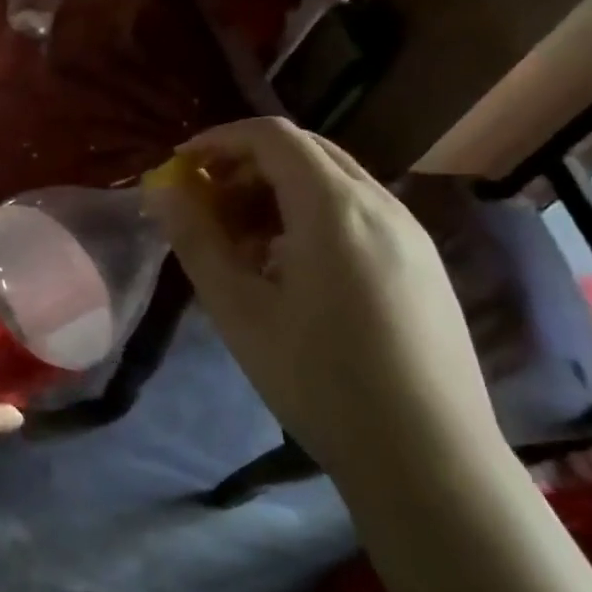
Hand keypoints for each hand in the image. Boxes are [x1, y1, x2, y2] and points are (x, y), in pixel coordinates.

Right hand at [148, 118, 497, 472]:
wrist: (428, 455)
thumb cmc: (319, 380)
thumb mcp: (240, 312)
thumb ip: (197, 242)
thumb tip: (164, 192)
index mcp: (334, 207)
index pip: (272, 136)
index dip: (220, 140)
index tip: (181, 166)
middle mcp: (380, 204)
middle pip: (306, 151)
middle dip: (247, 165)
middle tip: (206, 204)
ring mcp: (410, 233)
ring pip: (335, 182)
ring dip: (280, 192)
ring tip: (242, 244)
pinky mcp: (423, 264)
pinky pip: (359, 214)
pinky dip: (312, 217)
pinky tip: (292, 270)